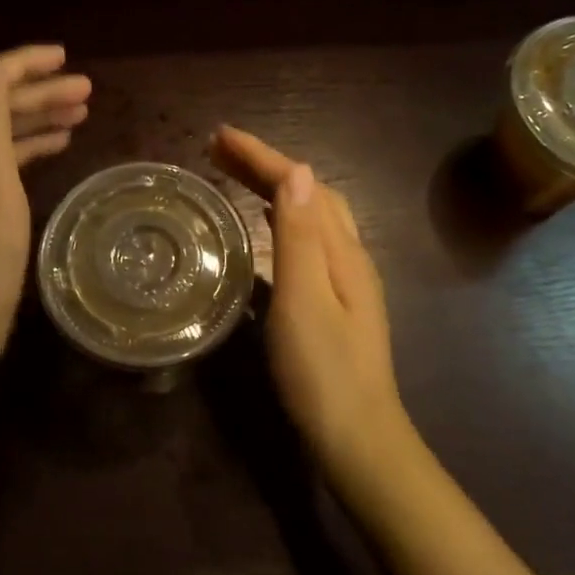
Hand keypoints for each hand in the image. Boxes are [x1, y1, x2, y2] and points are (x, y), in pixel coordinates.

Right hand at [210, 126, 415, 486]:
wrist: (356, 438)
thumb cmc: (323, 371)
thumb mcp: (305, 299)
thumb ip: (301, 236)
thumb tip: (298, 170)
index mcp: (341, 251)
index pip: (302, 184)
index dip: (262, 156)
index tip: (220, 135)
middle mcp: (347, 257)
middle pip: (309, 194)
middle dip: (266, 165)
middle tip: (218, 150)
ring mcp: (343, 281)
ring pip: (310, 216)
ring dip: (274, 189)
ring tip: (235, 177)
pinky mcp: (332, 303)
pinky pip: (305, 242)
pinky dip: (280, 221)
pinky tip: (262, 231)